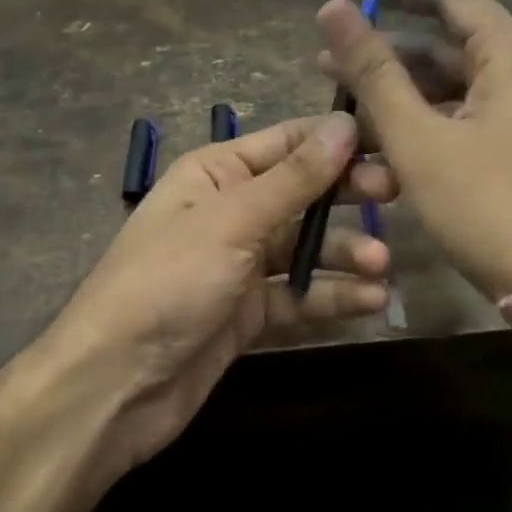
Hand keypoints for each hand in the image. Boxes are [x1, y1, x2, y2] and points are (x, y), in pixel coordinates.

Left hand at [31, 113, 394, 481]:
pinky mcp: (249, 313)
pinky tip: (370, 300)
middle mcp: (230, 212)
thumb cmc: (167, 283)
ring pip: (305, 247)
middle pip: (302, 193)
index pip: (287, 142)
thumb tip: (345, 125)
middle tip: (397, 195)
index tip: (391, 140)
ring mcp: (240, 265)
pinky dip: (331, 296)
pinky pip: (299, 295)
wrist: (114, 386)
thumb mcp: (232, 222)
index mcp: (215, 173)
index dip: (337, 139)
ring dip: (345, 253)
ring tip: (383, 265)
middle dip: (346, 195)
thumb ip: (293, 178)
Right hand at [317, 0, 511, 301]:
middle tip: (327, 60)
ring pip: (451, 88)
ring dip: (398, 93)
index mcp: (510, 54)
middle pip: (446, 42)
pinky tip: (381, 147)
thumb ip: (373, 72)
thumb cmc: (489, 205)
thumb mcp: (418, 137)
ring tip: (341, 107)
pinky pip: (463, 121)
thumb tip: (334, 10)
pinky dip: (422, 125)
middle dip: (384, 49)